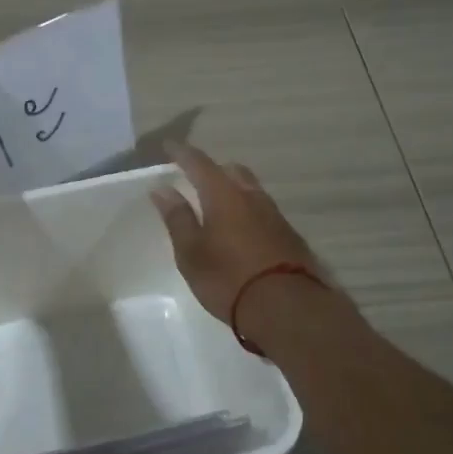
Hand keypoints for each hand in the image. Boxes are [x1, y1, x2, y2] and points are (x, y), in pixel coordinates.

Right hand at [149, 142, 330, 335]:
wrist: (288, 308)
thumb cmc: (229, 278)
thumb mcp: (192, 252)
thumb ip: (178, 218)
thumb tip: (163, 189)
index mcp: (224, 195)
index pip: (200, 163)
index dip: (182, 153)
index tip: (169, 145)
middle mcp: (252, 197)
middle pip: (232, 171)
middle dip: (213, 169)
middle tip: (195, 177)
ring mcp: (275, 216)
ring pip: (251, 190)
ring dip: (233, 189)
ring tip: (217, 205)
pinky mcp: (289, 236)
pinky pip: (263, 211)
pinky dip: (247, 211)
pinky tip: (241, 230)